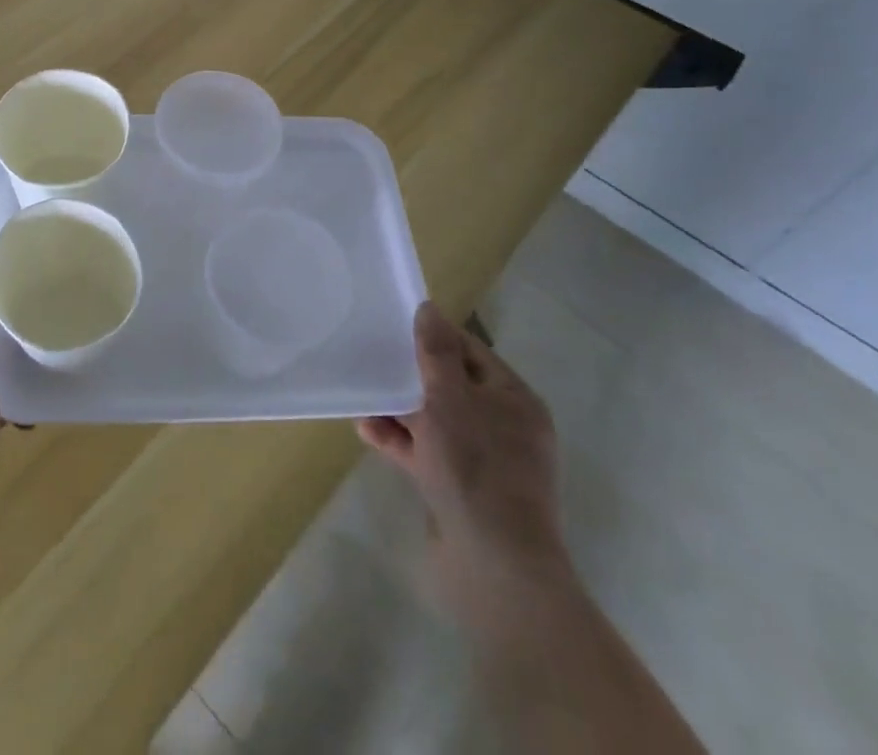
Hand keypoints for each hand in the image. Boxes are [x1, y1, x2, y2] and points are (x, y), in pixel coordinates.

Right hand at [357, 301, 570, 606]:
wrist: (495, 569)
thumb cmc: (476, 468)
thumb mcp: (450, 399)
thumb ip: (436, 353)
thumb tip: (430, 308)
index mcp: (513, 400)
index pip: (470, 351)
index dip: (434, 337)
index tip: (395, 327)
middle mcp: (505, 427)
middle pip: (451, 387)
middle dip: (411, 375)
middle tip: (373, 360)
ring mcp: (485, 464)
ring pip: (437, 422)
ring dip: (400, 410)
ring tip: (363, 398)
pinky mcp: (464, 492)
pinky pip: (428, 455)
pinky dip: (402, 443)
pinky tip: (368, 432)